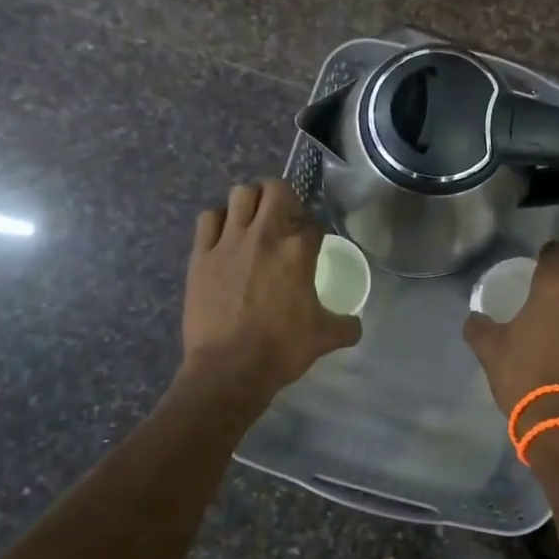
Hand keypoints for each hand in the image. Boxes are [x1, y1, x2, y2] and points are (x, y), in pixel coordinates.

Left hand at [183, 179, 360, 394]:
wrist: (229, 369)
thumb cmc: (281, 349)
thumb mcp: (324, 338)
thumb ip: (346, 325)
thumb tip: (356, 325)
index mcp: (298, 251)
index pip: (313, 223)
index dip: (315, 230)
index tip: (313, 242)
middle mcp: (265, 235)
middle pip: (276, 189)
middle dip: (284, 197)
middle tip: (285, 218)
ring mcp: (229, 241)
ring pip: (240, 194)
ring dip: (250, 202)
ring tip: (253, 220)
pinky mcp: (201, 254)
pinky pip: (208, 219)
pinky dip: (218, 220)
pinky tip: (224, 236)